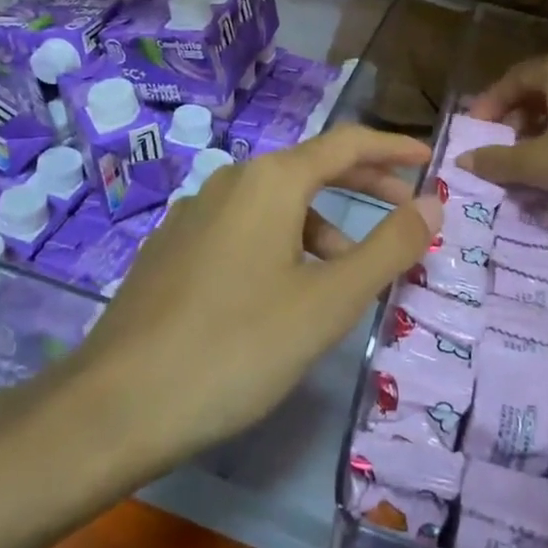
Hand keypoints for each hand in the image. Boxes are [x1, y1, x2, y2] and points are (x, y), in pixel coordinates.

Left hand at [60, 125, 439, 476]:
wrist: (115, 404)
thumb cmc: (236, 347)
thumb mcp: (328, 302)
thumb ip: (388, 248)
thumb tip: (432, 203)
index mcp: (271, 180)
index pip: (347, 144)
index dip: (392, 148)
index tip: (428, 159)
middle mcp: (232, 181)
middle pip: (312, 168)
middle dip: (363, 184)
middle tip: (406, 207)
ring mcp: (196, 212)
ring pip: (276, 203)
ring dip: (323, 225)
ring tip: (346, 275)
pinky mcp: (174, 246)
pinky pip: (245, 227)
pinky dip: (282, 242)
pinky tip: (282, 291)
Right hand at [460, 52, 547, 230]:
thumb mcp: (543, 164)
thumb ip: (499, 161)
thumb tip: (463, 161)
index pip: (511, 80)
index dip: (488, 106)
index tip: (474, 134)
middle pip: (535, 91)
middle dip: (512, 121)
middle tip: (499, 149)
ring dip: (537, 134)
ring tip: (527, 164)